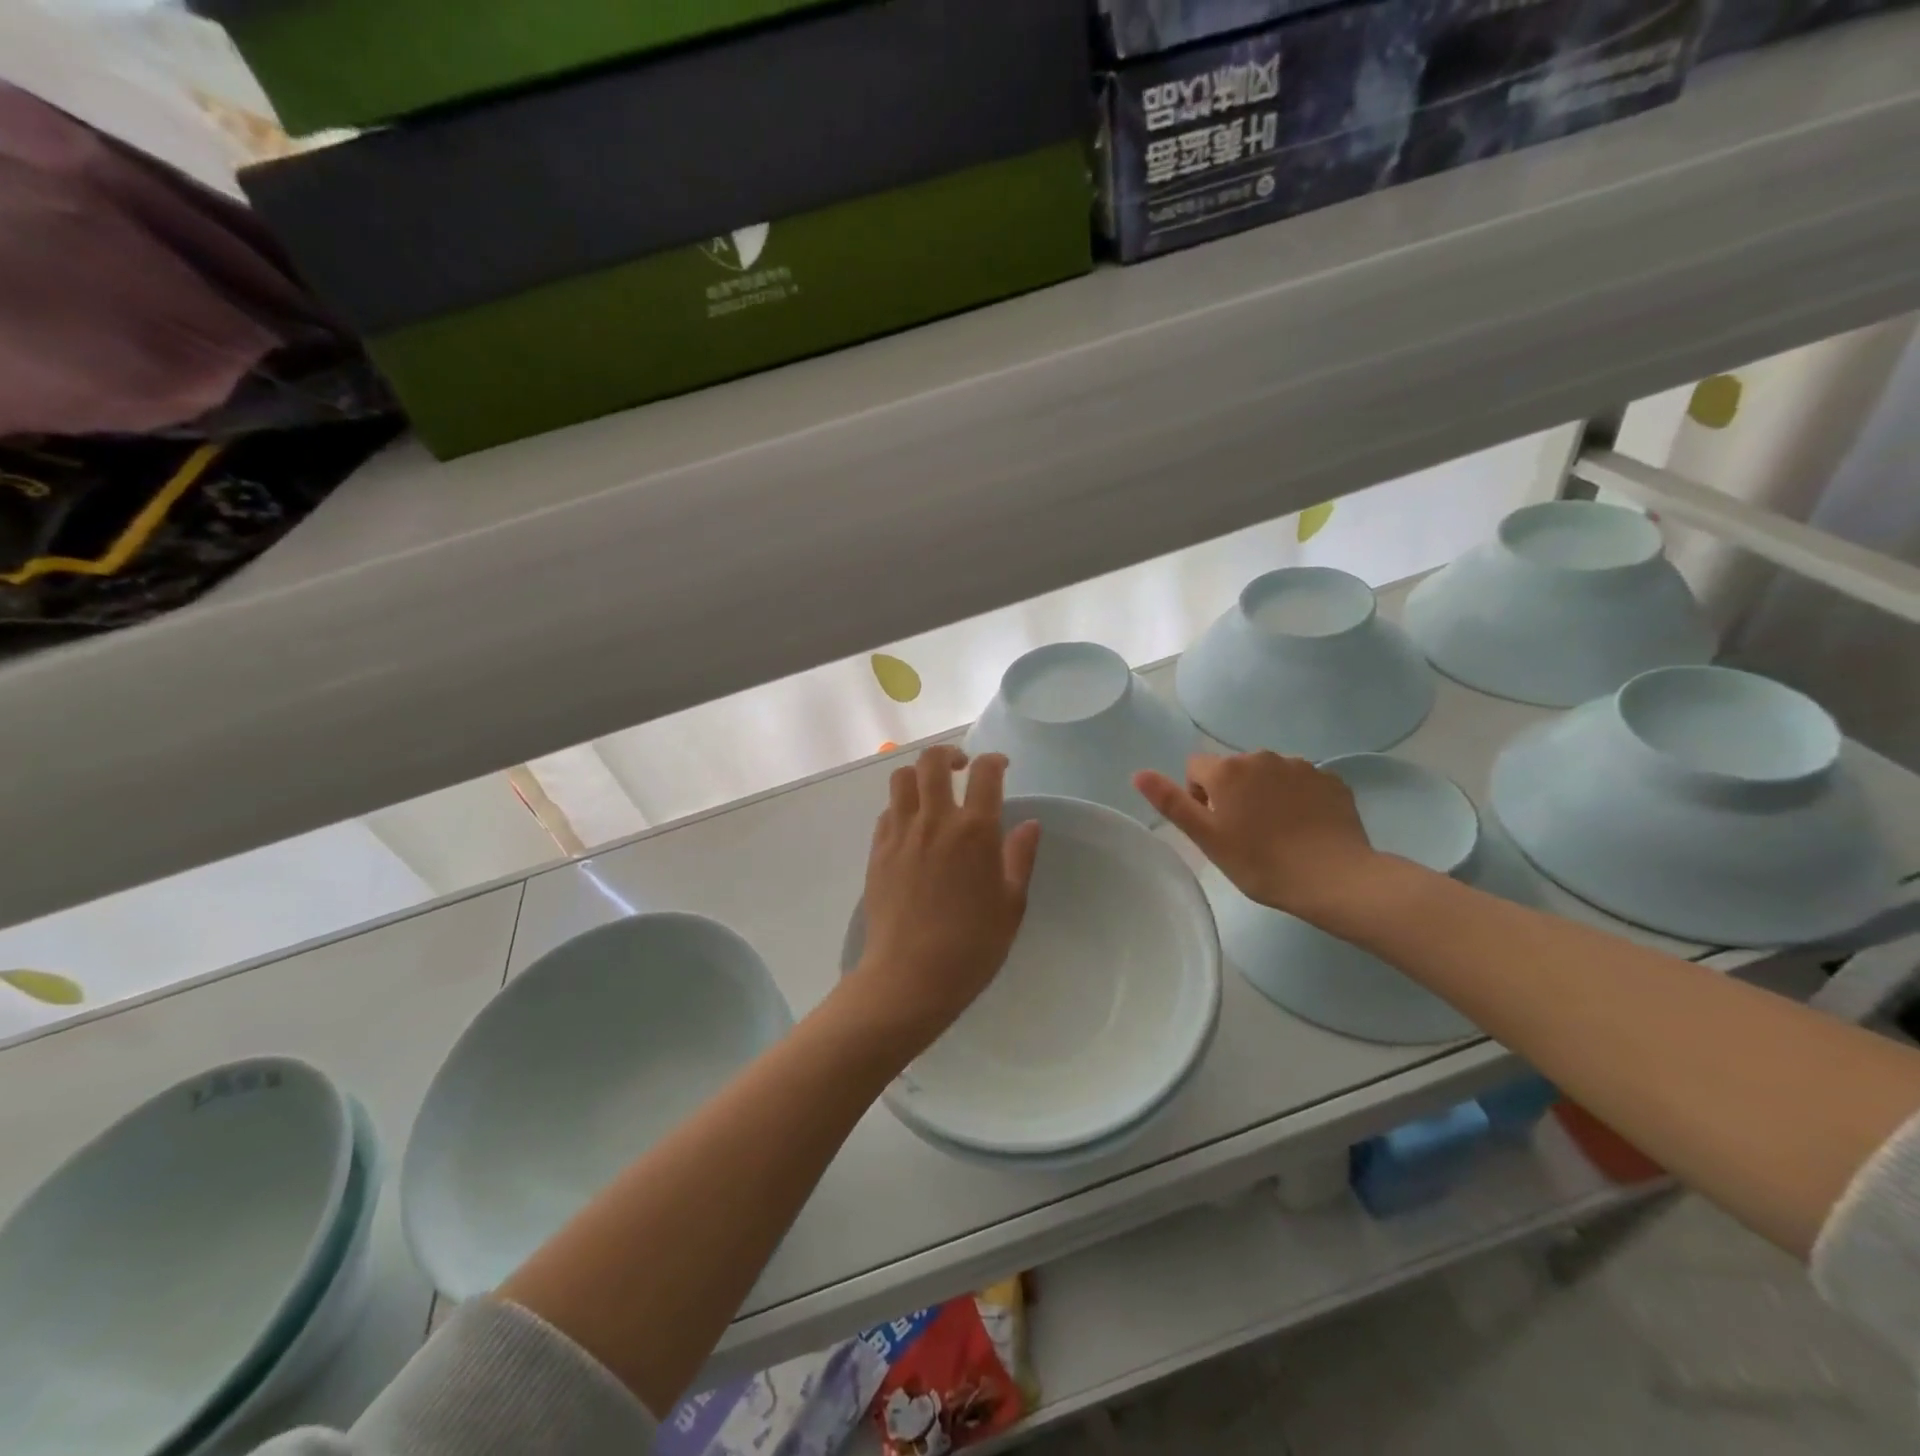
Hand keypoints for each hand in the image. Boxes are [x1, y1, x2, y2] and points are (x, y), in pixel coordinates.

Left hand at [850, 746, 1040, 1051]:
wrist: (910, 976)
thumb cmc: (972, 946)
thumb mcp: (1011, 905)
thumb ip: (1020, 857)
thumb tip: (1029, 823)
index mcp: (975, 831)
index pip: (985, 773)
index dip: (995, 760)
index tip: (1001, 766)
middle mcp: (935, 821)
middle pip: (933, 761)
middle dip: (949, 754)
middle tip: (962, 768)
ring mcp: (901, 834)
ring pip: (902, 778)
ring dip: (919, 775)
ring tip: (932, 793)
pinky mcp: (877, 851)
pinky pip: (887, 812)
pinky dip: (901, 807)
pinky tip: (912, 828)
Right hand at [1135, 752, 1380, 918]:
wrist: (1334, 878)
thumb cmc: (1260, 862)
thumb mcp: (1207, 838)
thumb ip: (1172, 802)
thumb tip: (1138, 773)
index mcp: (1227, 770)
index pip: (1196, 769)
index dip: (1199, 797)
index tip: (1216, 827)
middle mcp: (1262, 757)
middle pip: (1234, 769)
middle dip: (1234, 793)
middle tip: (1245, 834)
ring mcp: (1301, 766)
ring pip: (1269, 775)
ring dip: (1265, 794)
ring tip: (1278, 832)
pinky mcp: (1331, 780)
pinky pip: (1302, 783)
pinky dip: (1298, 799)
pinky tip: (1305, 828)